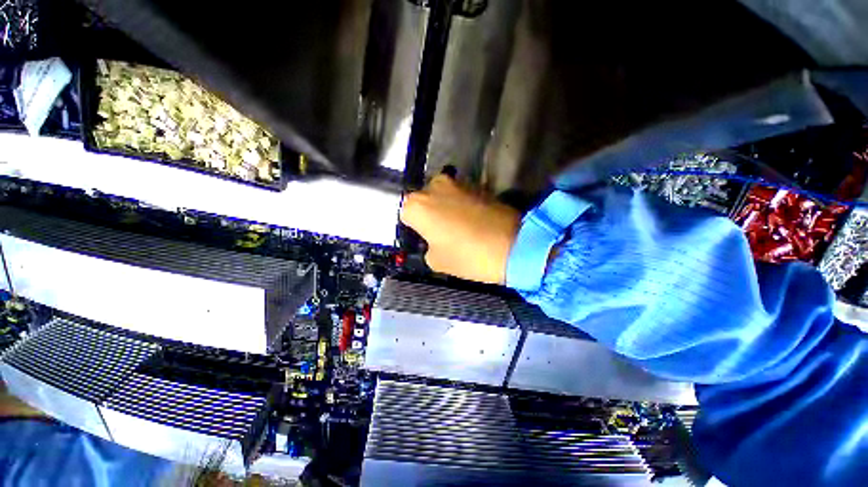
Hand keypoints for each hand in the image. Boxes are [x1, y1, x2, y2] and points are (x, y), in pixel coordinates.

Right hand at [400, 175, 520, 284]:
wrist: (514, 246)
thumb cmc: (468, 255)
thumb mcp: (436, 261)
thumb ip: (427, 247)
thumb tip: (433, 240)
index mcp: (417, 205)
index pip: (405, 215)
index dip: (415, 229)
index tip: (425, 239)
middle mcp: (434, 186)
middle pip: (423, 201)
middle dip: (429, 215)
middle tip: (441, 233)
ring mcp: (458, 183)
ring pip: (442, 197)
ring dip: (445, 209)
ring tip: (460, 227)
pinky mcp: (478, 184)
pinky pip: (460, 196)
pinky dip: (462, 206)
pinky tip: (473, 221)